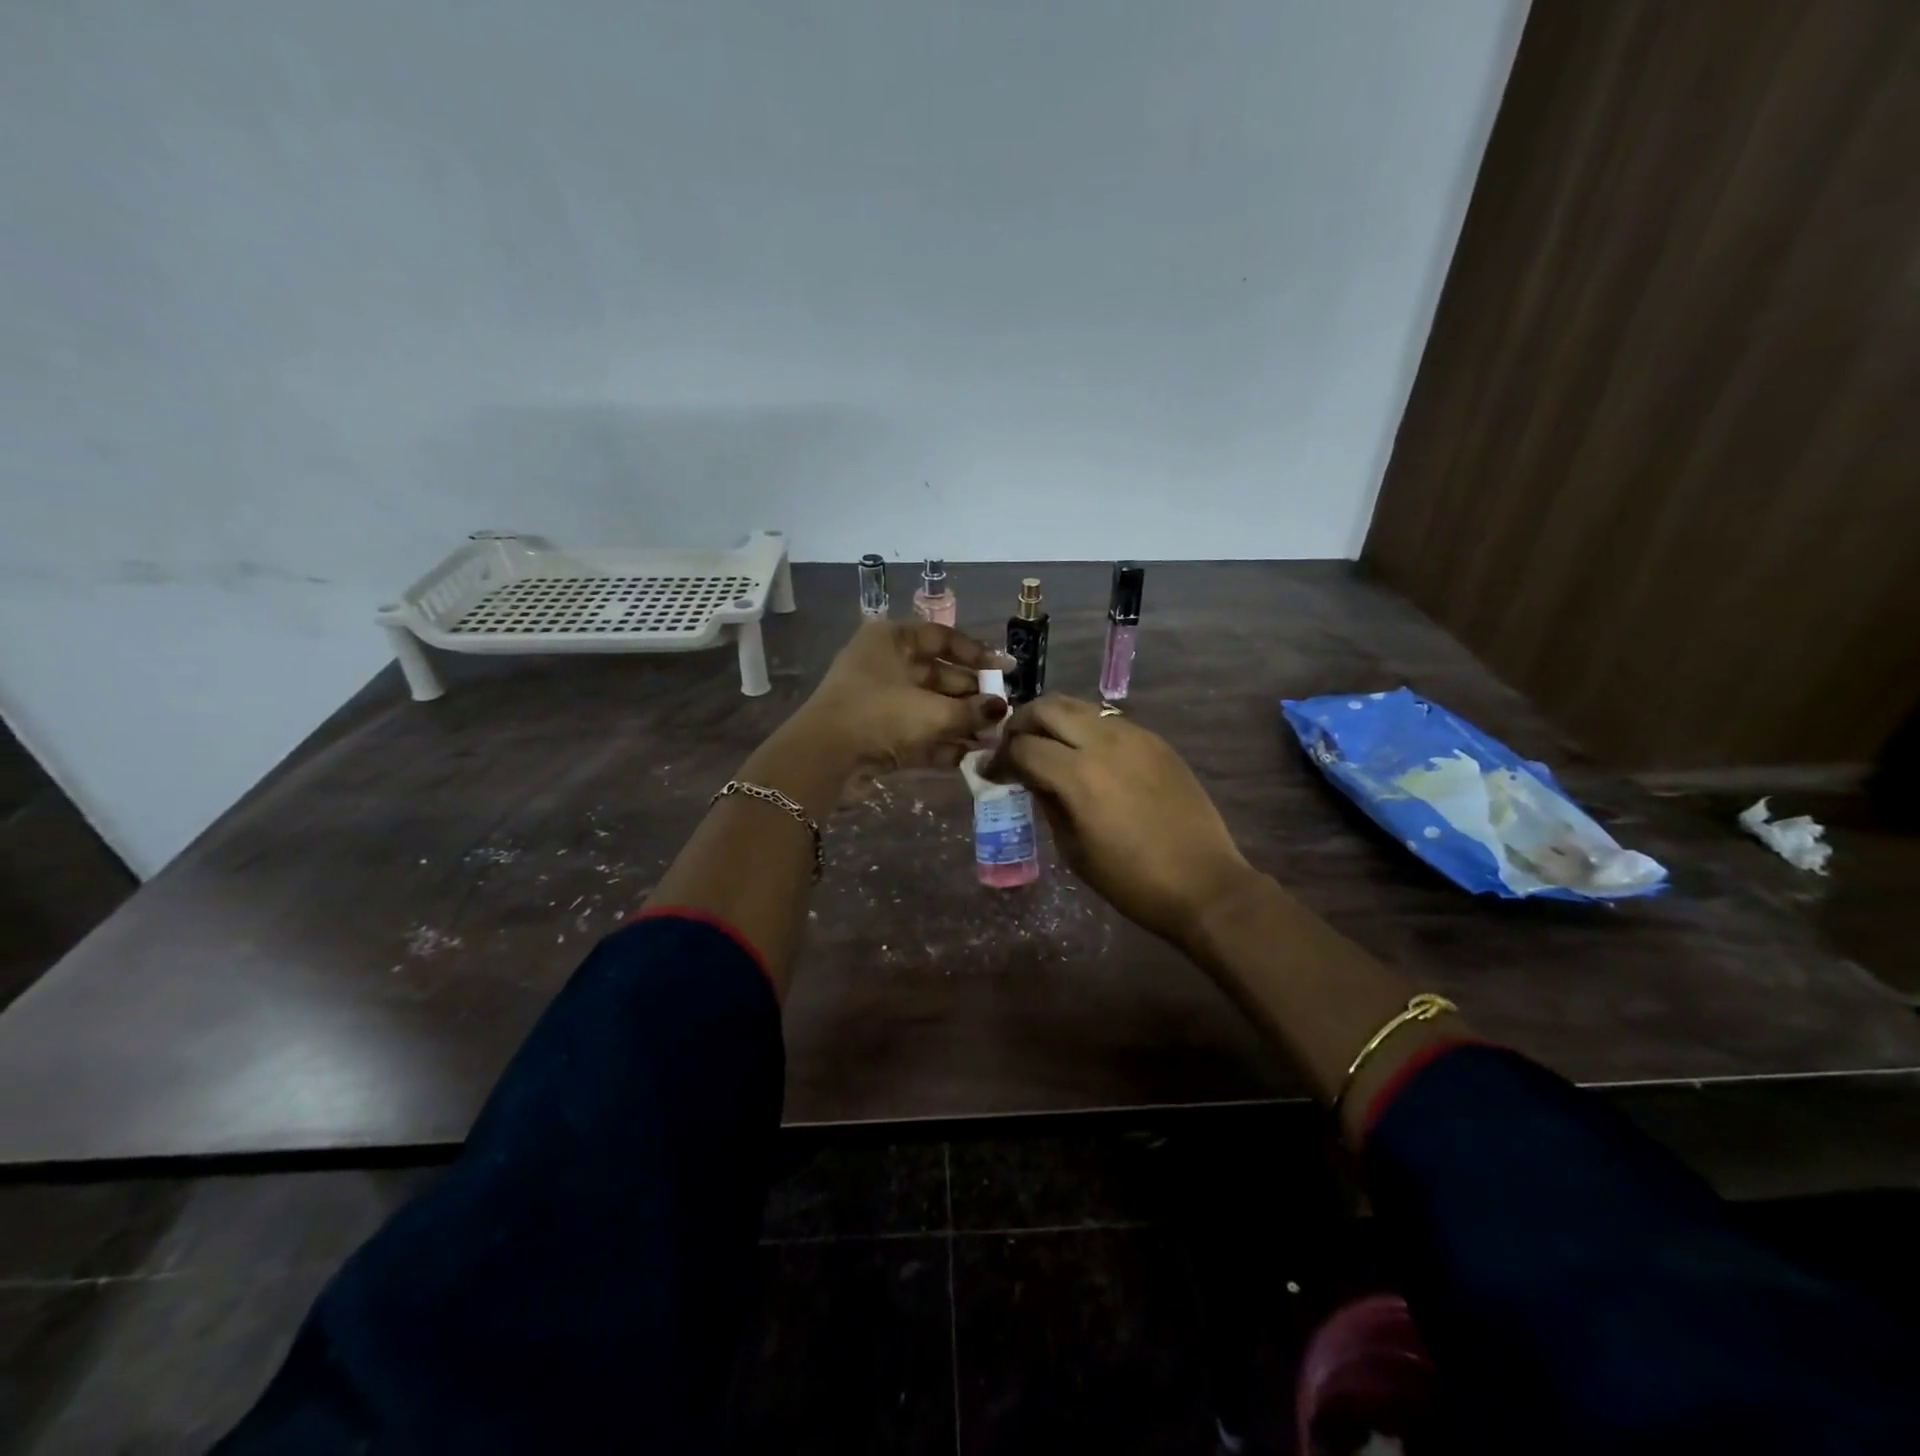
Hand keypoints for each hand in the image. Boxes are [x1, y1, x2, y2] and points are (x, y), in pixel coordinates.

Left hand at [790, 621, 1011, 789]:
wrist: (824, 758)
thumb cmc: (880, 715)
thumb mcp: (932, 710)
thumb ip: (971, 710)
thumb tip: (1001, 709)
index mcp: (891, 640)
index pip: (942, 638)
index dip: (977, 654)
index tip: (1007, 670)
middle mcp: (885, 664)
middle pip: (938, 675)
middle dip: (972, 694)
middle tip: (1003, 710)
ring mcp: (879, 701)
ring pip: (929, 707)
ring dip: (960, 721)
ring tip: (994, 736)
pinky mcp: (876, 734)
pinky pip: (916, 733)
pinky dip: (941, 742)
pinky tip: (971, 754)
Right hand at [989, 696, 1257, 945]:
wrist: (1203, 884)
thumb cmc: (1131, 881)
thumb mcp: (1073, 850)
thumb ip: (1047, 802)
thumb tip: (1031, 778)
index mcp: (1078, 775)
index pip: (1023, 747)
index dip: (998, 759)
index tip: (990, 772)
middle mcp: (1104, 742)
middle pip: (1048, 707)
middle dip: (1022, 723)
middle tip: (1014, 747)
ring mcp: (1135, 736)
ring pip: (1080, 706)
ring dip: (1055, 720)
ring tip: (1048, 746)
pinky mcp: (1157, 742)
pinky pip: (1110, 721)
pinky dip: (1087, 729)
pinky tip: (1088, 756)